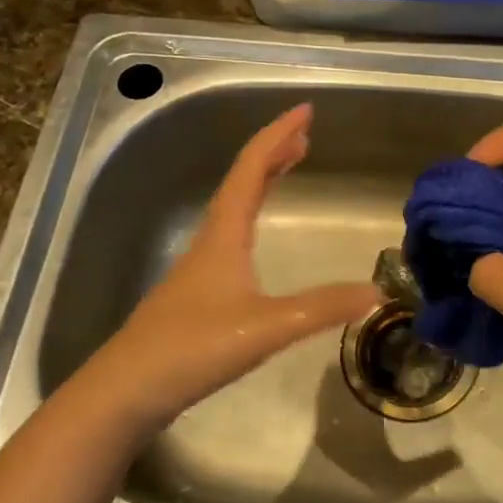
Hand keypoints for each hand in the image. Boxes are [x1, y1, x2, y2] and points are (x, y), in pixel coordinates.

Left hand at [81, 105, 378, 427]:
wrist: (126, 391)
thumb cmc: (192, 348)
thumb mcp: (266, 327)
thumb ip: (322, 308)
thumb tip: (376, 292)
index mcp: (223, 235)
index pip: (251, 169)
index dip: (278, 136)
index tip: (306, 111)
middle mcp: (210, 242)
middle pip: (242, 182)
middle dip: (273, 153)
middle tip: (304, 137)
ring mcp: (200, 269)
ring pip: (234, 209)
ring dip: (262, 182)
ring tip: (287, 170)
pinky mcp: (197, 295)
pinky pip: (231, 236)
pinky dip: (253, 217)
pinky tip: (258, 243)